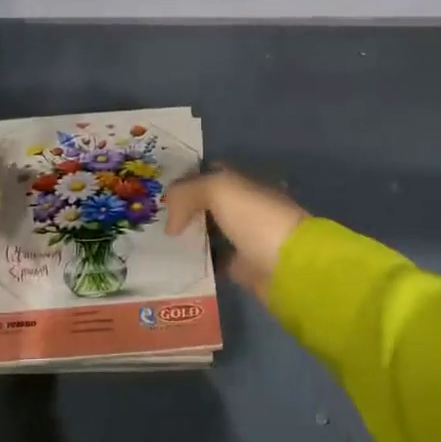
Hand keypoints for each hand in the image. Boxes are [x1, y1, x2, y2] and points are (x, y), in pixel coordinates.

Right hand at [165, 168, 306, 300]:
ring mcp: (243, 237)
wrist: (289, 266)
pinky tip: (175, 264)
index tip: (157, 190)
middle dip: (182, 209)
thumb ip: (186, 193)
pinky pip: (212, 260)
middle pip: (206, 204)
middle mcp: (244, 207)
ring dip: (187, 236)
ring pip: (208, 232)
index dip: (185, 179)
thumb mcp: (218, 189)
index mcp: (243, 182)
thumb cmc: (256, 218)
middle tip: (151, 218)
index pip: (209, 173)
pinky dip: (196, 262)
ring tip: (157, 242)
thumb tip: (171, 224)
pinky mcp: (241, 267)